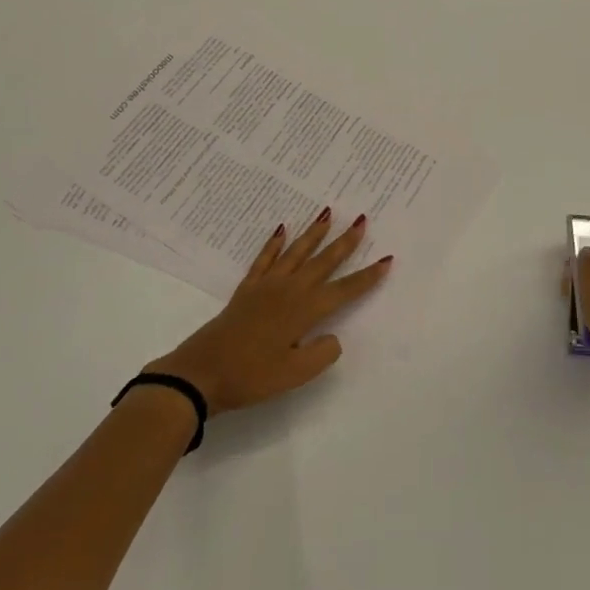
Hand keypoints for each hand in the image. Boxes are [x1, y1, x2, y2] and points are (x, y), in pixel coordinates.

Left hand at [145, 210, 392, 415]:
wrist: (203, 372)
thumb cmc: (252, 376)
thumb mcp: (294, 374)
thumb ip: (321, 354)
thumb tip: (333, 337)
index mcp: (305, 311)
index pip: (344, 290)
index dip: (367, 277)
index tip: (386, 259)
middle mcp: (289, 290)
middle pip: (323, 261)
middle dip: (345, 242)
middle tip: (362, 220)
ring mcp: (266, 286)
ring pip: (297, 252)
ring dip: (314, 232)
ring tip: (328, 213)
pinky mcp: (247, 288)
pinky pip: (265, 258)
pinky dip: (275, 243)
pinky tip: (282, 229)